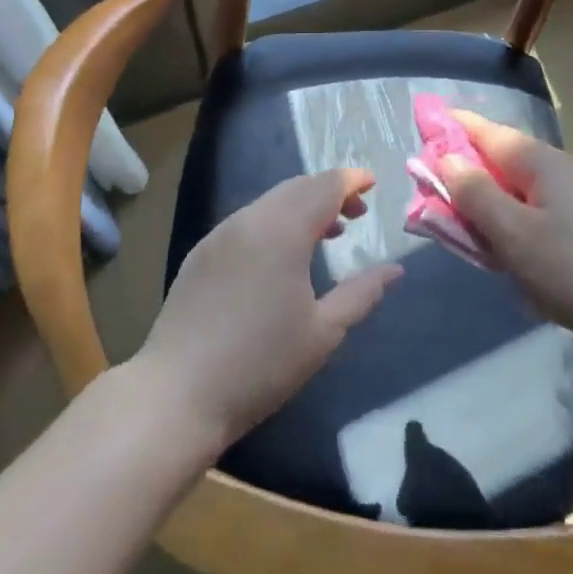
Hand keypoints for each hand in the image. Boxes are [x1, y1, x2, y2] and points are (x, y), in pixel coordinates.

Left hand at [135, 169, 400, 454]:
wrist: (178, 393)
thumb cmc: (260, 364)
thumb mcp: (323, 332)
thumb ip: (362, 293)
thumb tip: (394, 270)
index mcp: (283, 231)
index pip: (325, 186)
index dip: (352, 180)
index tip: (373, 183)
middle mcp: (250, 220)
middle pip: (297, 187)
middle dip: (330, 191)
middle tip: (356, 212)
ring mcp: (220, 234)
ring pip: (270, 202)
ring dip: (302, 206)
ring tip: (326, 233)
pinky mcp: (202, 252)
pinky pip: (248, 220)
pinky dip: (275, 221)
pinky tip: (282, 254)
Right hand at [439, 112, 572, 353]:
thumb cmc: (571, 268)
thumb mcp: (512, 232)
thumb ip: (475, 193)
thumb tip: (446, 158)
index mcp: (540, 161)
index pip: (487, 132)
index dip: (454, 126)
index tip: (424, 121)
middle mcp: (557, 169)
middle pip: (498, 159)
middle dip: (464, 168)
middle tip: (431, 187)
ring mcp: (572, 196)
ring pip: (513, 187)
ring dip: (484, 198)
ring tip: (458, 220)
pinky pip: (529, 209)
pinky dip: (506, 218)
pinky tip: (498, 244)